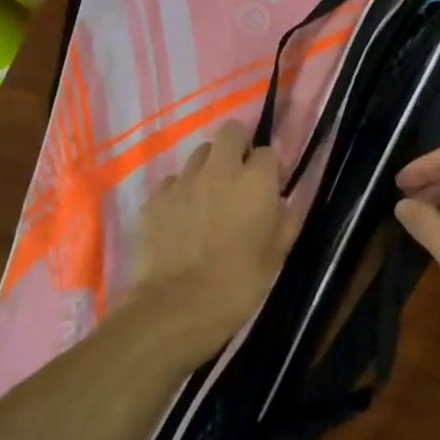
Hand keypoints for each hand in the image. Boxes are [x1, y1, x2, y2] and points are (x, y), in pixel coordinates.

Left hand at [130, 122, 295, 350]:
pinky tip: (181, 217)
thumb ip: (285, 222)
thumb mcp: (275, 257)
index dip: (269, 168)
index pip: (267, 151)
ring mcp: (182, 181)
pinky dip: (180, 192)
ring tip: (208, 196)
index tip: (268, 187)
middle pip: (229, 133)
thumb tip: (284, 204)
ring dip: (208, 168)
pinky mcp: (154, 198)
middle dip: (237, 147)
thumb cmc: (239, 284)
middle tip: (238, 176)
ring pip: (198, 155)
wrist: (178, 306)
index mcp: (255, 182)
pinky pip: (172, 182)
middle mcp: (219, 170)